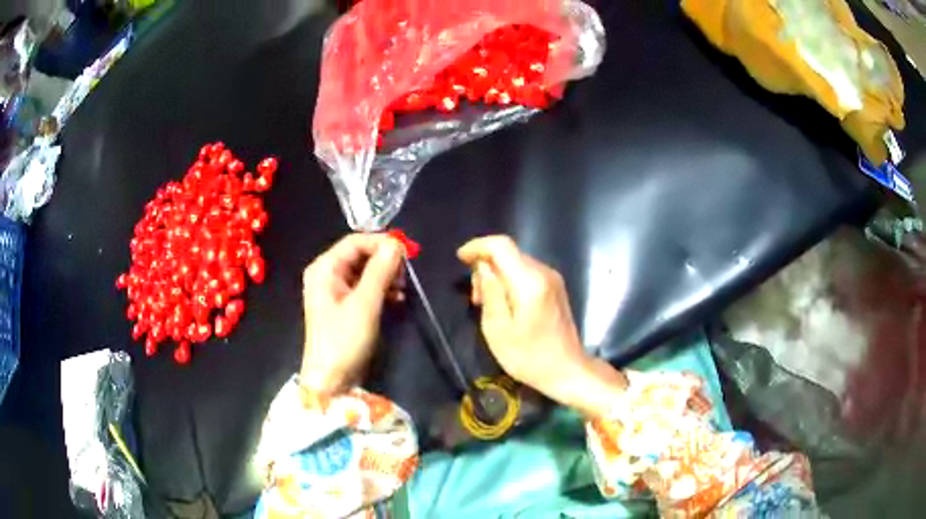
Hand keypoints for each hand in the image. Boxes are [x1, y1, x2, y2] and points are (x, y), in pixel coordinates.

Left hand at [300, 233, 402, 395]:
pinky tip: (396, 298)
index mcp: (324, 268)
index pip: (355, 241)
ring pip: (365, 270)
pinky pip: (365, 287)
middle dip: (384, 261)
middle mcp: (327, 274)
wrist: (331, 380)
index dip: (381, 243)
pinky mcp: (344, 305)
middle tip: (405, 275)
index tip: (407, 253)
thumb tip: (396, 244)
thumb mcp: (364, 304)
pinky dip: (381, 289)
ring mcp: (335, 290)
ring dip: (385, 276)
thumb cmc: (343, 340)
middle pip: (360, 254)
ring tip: (402, 289)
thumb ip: (380, 271)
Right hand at [458, 236, 626, 417]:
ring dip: (497, 276)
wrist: (568, 371)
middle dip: (485, 266)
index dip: (478, 246)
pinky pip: (527, 273)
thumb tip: (483, 267)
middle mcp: (544, 273)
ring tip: (486, 304)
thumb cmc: (529, 357)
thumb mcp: (498, 330)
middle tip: (475, 298)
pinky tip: (504, 305)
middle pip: (508, 254)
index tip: (460, 258)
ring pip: (517, 263)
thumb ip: (490, 293)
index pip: (502, 246)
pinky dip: (510, 281)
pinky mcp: (556, 288)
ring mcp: (553, 279)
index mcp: (529, 282)